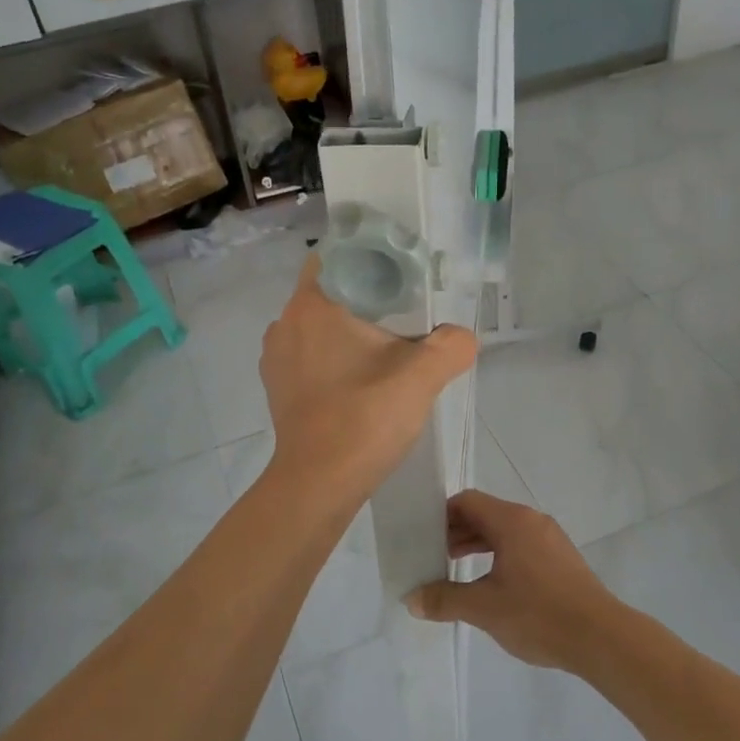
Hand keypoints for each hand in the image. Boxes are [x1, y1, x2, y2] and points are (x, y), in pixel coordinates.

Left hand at [260, 254, 476, 501]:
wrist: (318, 485)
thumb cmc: (363, 420)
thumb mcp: (421, 378)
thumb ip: (450, 346)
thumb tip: (462, 336)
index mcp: (312, 305)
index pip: (336, 255)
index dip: (369, 257)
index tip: (401, 274)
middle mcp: (285, 323)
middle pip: (331, 291)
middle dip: (366, 297)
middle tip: (407, 312)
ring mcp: (276, 358)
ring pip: (319, 325)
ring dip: (349, 330)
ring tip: (387, 348)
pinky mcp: (278, 388)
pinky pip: (309, 355)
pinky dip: (334, 357)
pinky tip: (362, 379)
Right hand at [406, 490, 622, 671]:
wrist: (601, 637)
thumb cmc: (538, 614)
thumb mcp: (484, 608)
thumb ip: (445, 600)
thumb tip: (412, 599)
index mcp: (512, 521)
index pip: (467, 502)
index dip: (441, 516)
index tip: (422, 537)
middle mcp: (531, 520)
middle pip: (485, 514)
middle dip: (456, 532)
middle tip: (433, 556)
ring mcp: (550, 538)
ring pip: (504, 531)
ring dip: (477, 546)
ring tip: (456, 571)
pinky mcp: (561, 559)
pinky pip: (521, 545)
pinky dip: (499, 555)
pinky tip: (491, 584)